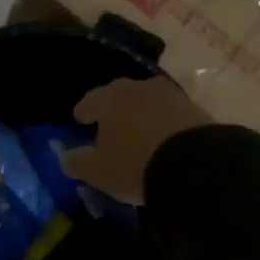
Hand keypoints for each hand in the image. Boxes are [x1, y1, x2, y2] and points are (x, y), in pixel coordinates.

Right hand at [61, 77, 213, 204]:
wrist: (195, 165)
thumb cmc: (135, 165)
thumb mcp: (98, 171)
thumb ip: (77, 162)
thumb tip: (65, 157)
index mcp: (108, 98)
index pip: (89, 101)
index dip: (83, 112)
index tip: (80, 120)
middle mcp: (136, 88)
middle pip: (118, 95)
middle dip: (112, 109)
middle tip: (109, 125)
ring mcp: (168, 94)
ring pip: (145, 101)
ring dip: (139, 113)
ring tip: (138, 131)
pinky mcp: (193, 107)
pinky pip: (169, 112)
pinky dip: (162, 121)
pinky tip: (163, 136)